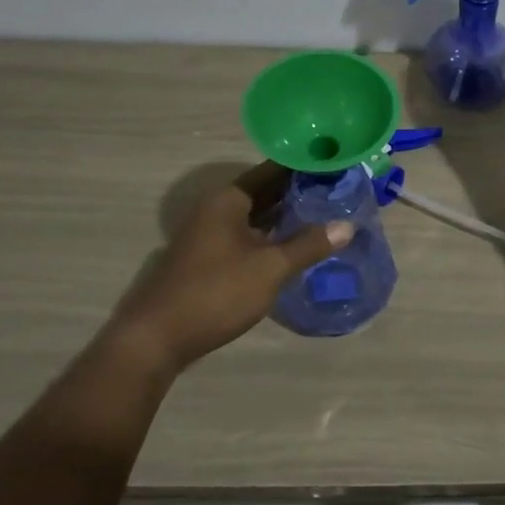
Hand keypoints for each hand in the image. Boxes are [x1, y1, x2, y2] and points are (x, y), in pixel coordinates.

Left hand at [111, 163, 352, 372]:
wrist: (157, 338)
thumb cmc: (216, 292)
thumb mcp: (269, 268)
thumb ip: (308, 245)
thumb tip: (347, 225)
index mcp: (229, 199)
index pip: (273, 170)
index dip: (304, 167)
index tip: (336, 166)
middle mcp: (217, 209)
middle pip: (265, 191)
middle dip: (299, 192)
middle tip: (339, 191)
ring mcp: (210, 234)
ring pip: (256, 216)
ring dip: (286, 216)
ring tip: (326, 215)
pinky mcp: (208, 258)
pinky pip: (248, 236)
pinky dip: (271, 236)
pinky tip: (295, 246)